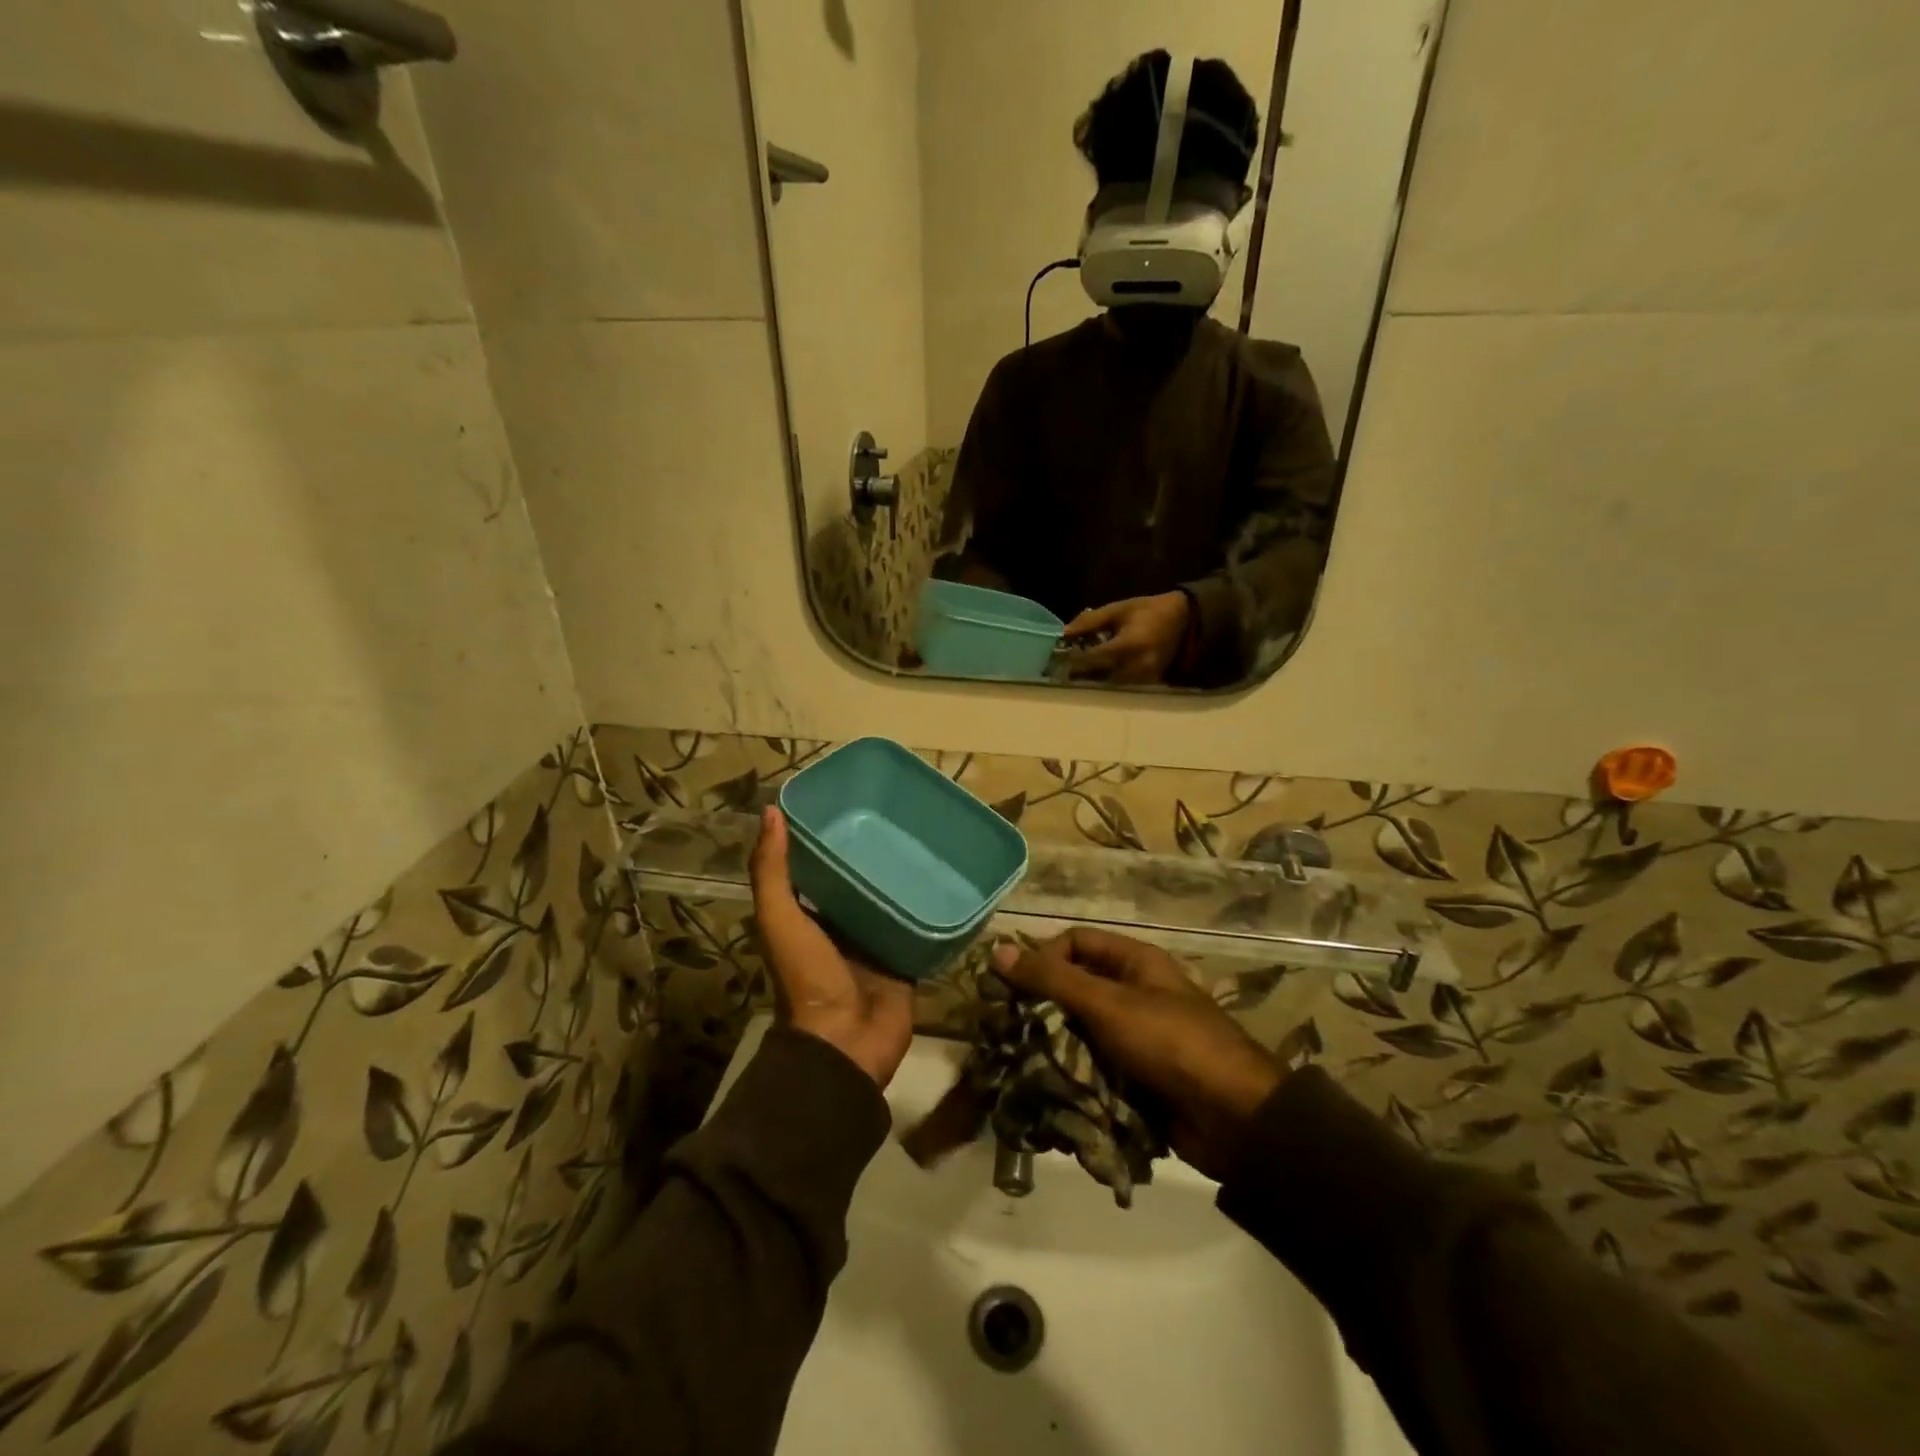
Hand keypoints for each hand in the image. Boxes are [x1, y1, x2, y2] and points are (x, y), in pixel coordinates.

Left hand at [750, 808, 914, 1088]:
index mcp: (810, 915)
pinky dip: (930, 906)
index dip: (833, 836)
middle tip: (901, 815)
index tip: (852, 801)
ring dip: (905, 876)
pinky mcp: (906, 958)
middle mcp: (843, 925)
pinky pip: (920, 925)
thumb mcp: (779, 918)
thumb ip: (772, 871)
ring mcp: (877, 942)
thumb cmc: (807, 977)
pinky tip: (948, 877)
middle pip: (861, 881)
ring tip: (928, 837)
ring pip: (893, 900)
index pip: (823, 866)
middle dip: (876, 852)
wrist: (845, 1043)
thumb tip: (771, 810)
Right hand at [995, 928, 1281, 1180]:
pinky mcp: (1136, 1078)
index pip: (1075, 943)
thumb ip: (1053, 979)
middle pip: (1075, 990)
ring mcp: (1135, 1039)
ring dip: (1054, 1049)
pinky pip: (1094, 1070)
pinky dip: (1073, 1080)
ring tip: (1021, 1067)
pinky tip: (1047, 1094)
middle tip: (1007, 1032)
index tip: (1016, 990)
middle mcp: (1134, 994)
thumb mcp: (1108, 1004)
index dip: (1044, 959)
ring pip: (1080, 1034)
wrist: (1234, 1119)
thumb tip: (998, 951)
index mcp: (1134, 963)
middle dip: (1042, 1010)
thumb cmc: (1169, 1043)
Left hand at [1062, 592, 1190, 683]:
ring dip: (1092, 679)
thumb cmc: (1149, 611)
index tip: (1057, 658)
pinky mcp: (1148, 685)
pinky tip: (1099, 672)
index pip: (1091, 660)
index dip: (1073, 660)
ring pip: (1108, 685)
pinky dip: (1107, 680)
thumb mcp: (1118, 609)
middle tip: (1063, 668)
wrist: (1185, 621)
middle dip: (1079, 673)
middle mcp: (1135, 667)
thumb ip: (1090, 621)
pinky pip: (1121, 686)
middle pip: (1097, 677)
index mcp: (1128, 646)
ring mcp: (1143, 679)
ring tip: (1079, 671)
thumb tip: (1064, 633)